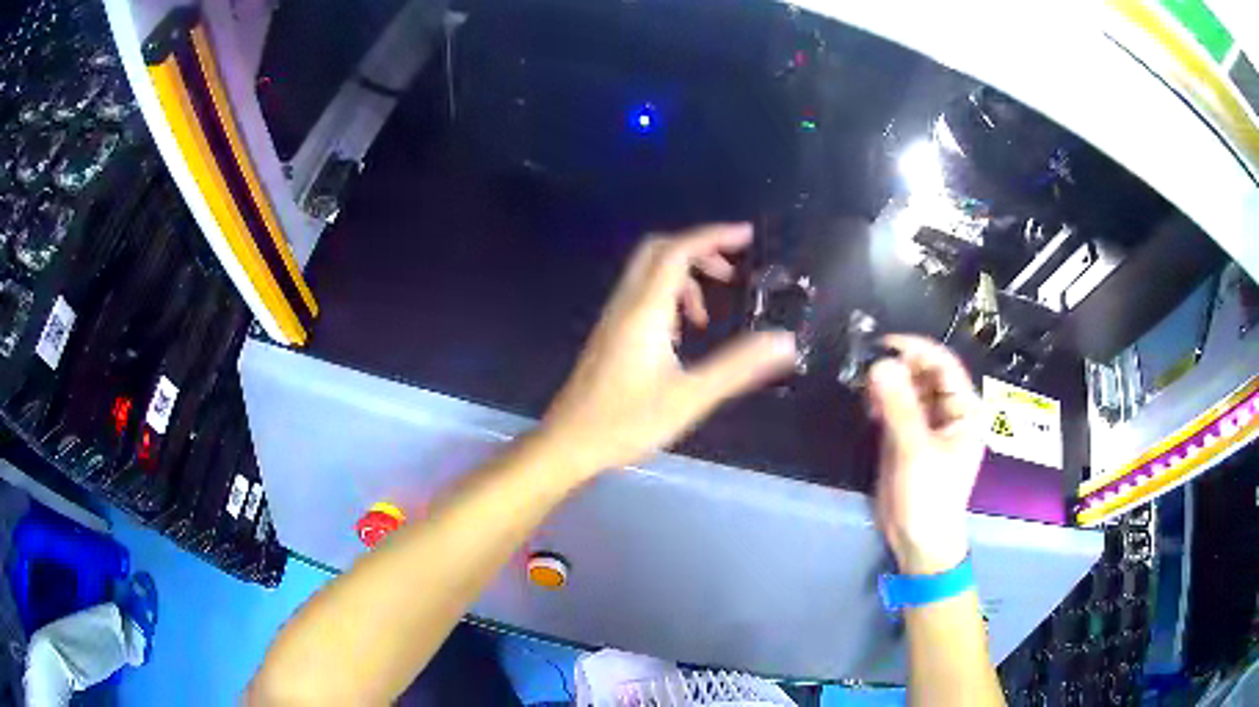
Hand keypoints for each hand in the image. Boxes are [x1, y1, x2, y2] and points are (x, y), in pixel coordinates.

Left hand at [541, 223, 797, 478]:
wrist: (569, 442)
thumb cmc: (627, 422)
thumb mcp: (690, 397)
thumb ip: (737, 367)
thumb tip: (783, 341)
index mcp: (645, 311)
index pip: (678, 251)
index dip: (713, 236)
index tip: (747, 236)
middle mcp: (626, 304)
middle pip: (659, 251)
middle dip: (698, 250)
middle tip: (730, 271)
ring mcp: (613, 318)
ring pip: (648, 273)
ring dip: (684, 277)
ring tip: (708, 316)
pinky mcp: (610, 334)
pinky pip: (641, 295)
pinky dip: (668, 296)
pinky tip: (682, 334)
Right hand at [867, 335, 985, 574]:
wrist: (918, 542)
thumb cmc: (929, 497)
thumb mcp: (916, 450)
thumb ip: (899, 406)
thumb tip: (880, 363)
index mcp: (964, 410)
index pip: (944, 364)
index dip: (917, 348)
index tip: (883, 342)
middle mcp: (948, 411)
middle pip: (925, 374)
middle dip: (899, 365)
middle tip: (867, 363)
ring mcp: (927, 425)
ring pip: (908, 389)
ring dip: (888, 382)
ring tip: (863, 382)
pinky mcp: (907, 438)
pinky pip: (896, 408)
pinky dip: (882, 401)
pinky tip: (866, 402)